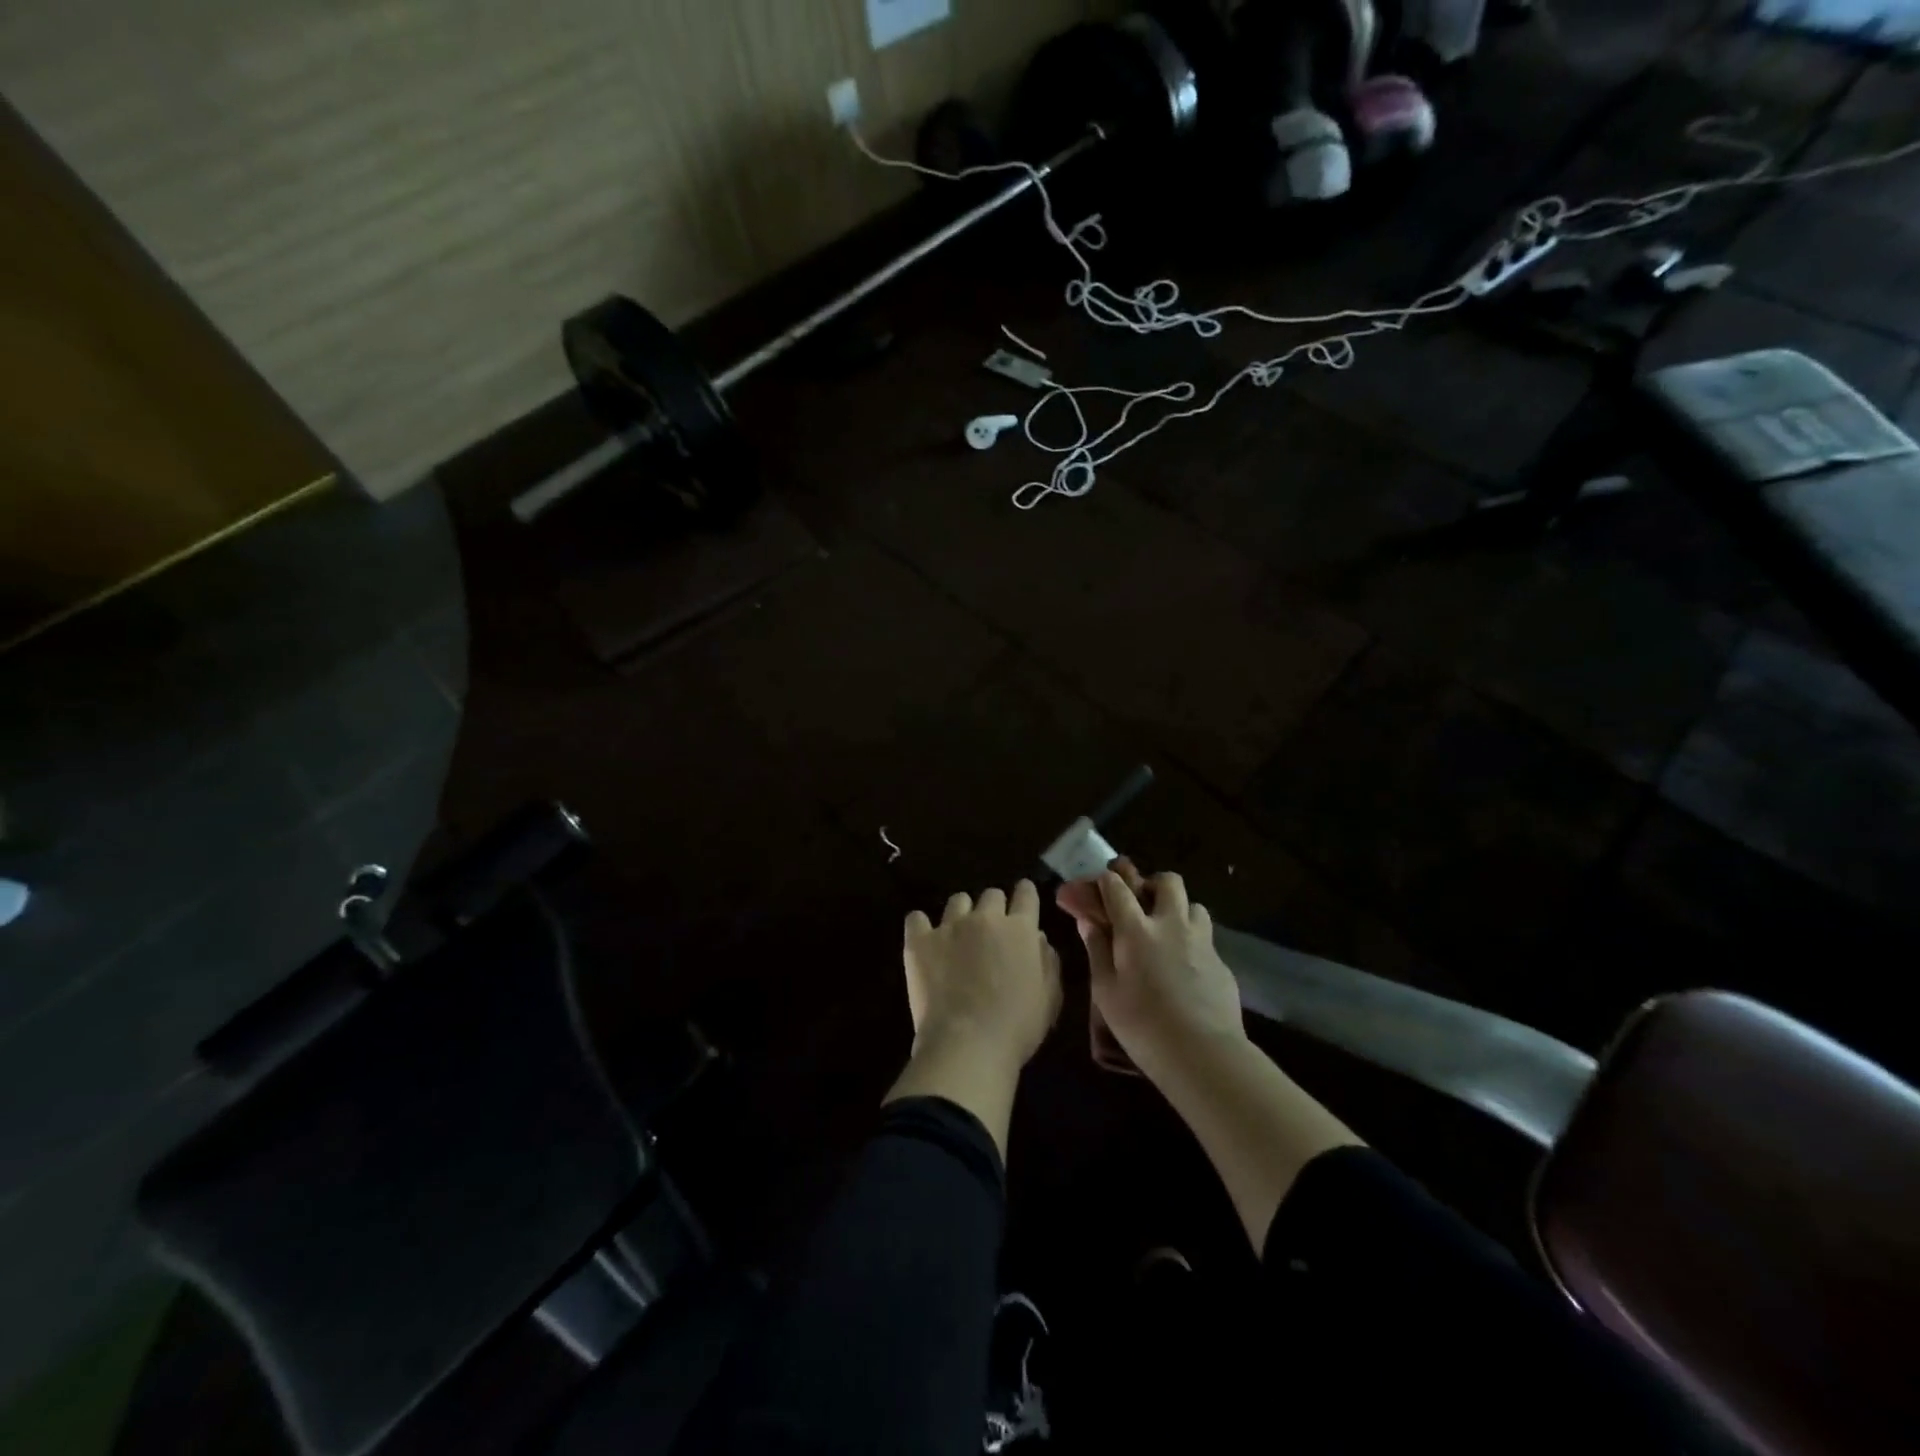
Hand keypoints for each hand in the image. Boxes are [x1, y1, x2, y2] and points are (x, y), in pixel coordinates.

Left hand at [902, 881, 1062, 1072]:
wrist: (968, 1045)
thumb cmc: (1017, 1026)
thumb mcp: (1049, 997)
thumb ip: (1047, 961)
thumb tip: (1037, 938)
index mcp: (1020, 929)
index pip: (1026, 893)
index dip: (1025, 895)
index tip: (1023, 903)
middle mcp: (985, 918)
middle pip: (991, 895)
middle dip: (994, 909)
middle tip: (991, 933)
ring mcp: (950, 926)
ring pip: (957, 901)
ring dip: (962, 914)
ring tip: (959, 937)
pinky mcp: (920, 941)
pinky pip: (916, 918)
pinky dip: (921, 926)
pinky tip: (926, 941)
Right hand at [1058, 865, 1244, 1079]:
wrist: (1204, 1055)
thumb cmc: (1143, 1025)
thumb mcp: (1106, 992)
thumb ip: (1097, 950)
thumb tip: (1087, 921)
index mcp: (1136, 930)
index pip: (1118, 888)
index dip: (1106, 880)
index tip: (1100, 883)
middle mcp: (1171, 925)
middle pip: (1168, 882)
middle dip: (1152, 883)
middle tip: (1142, 902)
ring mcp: (1202, 942)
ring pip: (1194, 905)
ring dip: (1179, 910)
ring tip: (1168, 932)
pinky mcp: (1222, 963)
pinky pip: (1206, 938)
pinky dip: (1193, 942)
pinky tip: (1186, 968)